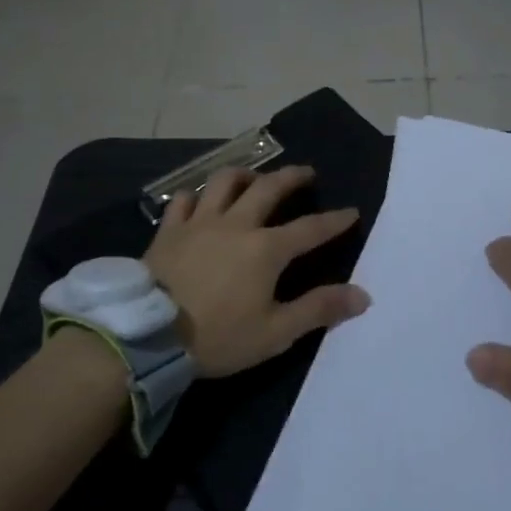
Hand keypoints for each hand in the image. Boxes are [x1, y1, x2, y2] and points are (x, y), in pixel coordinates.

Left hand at [143, 165, 368, 377]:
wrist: (147, 335)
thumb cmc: (217, 337)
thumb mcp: (275, 332)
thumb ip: (319, 310)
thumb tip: (363, 295)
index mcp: (266, 249)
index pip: (311, 228)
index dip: (335, 220)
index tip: (351, 211)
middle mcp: (236, 224)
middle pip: (269, 188)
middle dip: (293, 177)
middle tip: (307, 173)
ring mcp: (199, 223)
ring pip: (225, 182)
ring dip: (245, 175)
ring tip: (254, 177)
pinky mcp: (169, 230)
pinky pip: (184, 200)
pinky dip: (198, 195)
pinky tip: (201, 201)